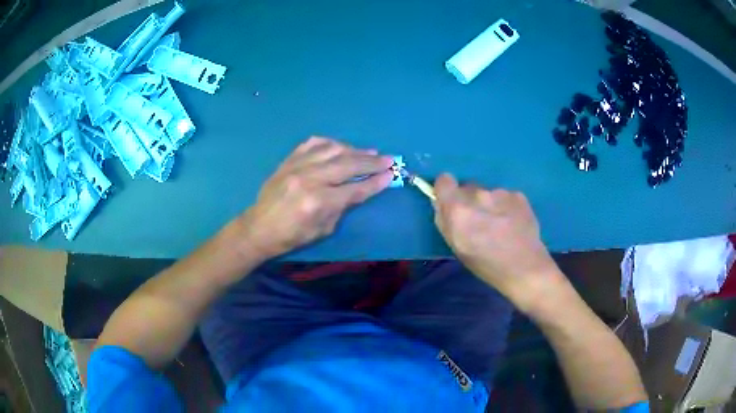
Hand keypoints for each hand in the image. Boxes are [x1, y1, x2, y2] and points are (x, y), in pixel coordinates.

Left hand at [238, 137, 393, 258]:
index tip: (391, 175)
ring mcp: (297, 166)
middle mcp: (310, 179)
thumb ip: (342, 207)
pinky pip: (313, 143)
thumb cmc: (292, 236)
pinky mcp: (289, 160)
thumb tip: (360, 189)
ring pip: (333, 149)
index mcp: (319, 202)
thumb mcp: (323, 230)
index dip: (375, 182)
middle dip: (372, 162)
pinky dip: (330, 143)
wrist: (259, 228)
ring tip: (369, 151)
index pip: (355, 189)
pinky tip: (340, 146)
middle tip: (389, 159)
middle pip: (348, 164)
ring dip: (354, 149)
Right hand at [433, 173, 565, 313]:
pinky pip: (505, 196)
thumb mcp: (456, 247)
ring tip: (500, 226)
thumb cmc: (486, 264)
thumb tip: (441, 203)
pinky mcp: (518, 195)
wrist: (525, 268)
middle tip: (479, 221)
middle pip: (467, 187)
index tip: (451, 202)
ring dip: (489, 204)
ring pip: (487, 193)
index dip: (446, 190)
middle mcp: (478, 194)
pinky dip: (506, 206)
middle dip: (469, 201)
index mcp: (458, 209)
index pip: (444, 180)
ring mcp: (500, 192)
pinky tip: (513, 224)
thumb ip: (444, 221)